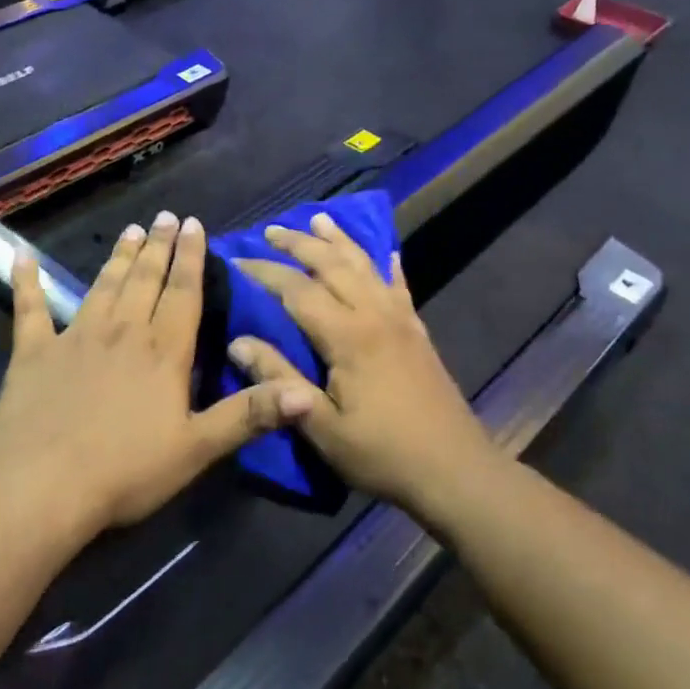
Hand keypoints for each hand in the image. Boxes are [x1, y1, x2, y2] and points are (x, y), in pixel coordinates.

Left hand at [0, 212, 322, 536]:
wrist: (41, 487)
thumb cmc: (126, 471)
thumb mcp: (197, 449)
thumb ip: (249, 415)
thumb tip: (307, 393)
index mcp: (163, 351)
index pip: (183, 293)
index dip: (191, 258)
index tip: (193, 224)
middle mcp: (122, 331)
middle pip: (145, 280)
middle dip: (158, 246)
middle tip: (165, 216)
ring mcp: (74, 337)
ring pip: (103, 286)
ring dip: (119, 258)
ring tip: (131, 230)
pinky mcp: (33, 353)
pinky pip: (29, 309)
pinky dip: (26, 282)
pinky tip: (21, 257)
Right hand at [231, 213, 490, 515]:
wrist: (454, 469)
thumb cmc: (382, 453)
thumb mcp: (321, 426)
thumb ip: (279, 382)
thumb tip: (237, 342)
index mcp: (348, 336)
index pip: (296, 289)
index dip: (264, 271)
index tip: (235, 260)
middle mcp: (374, 314)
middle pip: (332, 264)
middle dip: (299, 244)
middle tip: (270, 230)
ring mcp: (401, 319)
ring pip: (365, 265)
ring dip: (339, 240)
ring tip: (319, 219)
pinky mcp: (418, 331)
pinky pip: (399, 286)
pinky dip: (387, 265)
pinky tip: (386, 252)